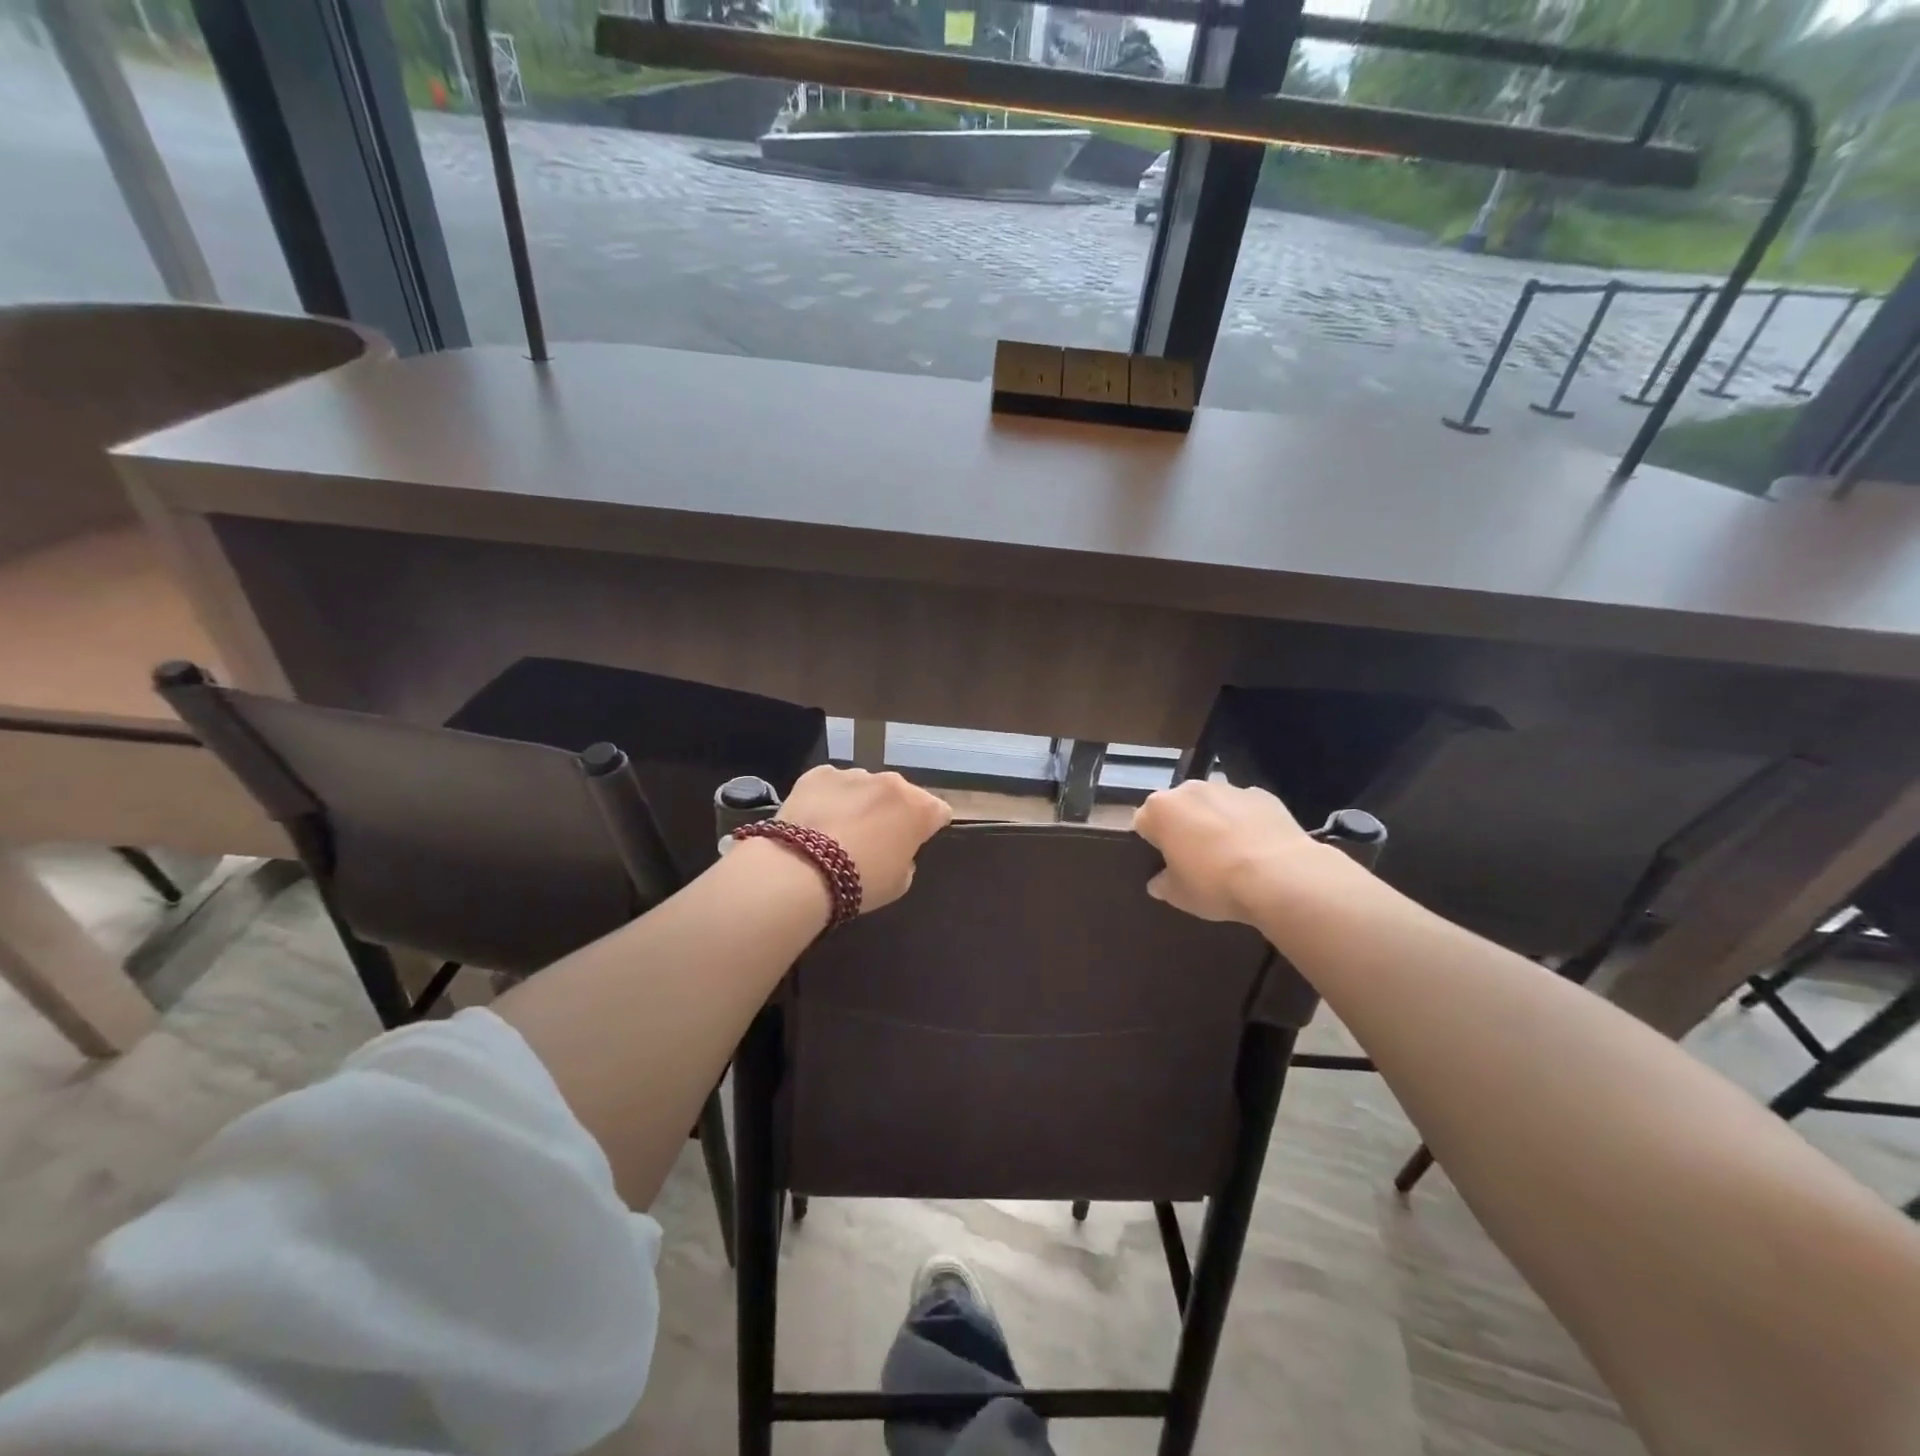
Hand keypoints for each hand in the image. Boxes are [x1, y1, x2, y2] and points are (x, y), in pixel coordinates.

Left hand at [778, 766, 952, 912]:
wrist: (801, 870)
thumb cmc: (860, 881)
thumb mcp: (899, 883)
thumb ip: (906, 859)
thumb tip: (897, 849)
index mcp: (920, 808)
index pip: (939, 811)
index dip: (928, 827)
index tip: (914, 842)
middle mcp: (892, 782)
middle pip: (901, 794)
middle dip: (893, 811)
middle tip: (874, 838)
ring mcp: (854, 774)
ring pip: (865, 786)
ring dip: (860, 802)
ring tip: (838, 830)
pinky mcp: (819, 773)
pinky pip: (831, 784)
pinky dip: (828, 797)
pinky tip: (814, 820)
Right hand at [1132, 779, 1350, 925]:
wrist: (1280, 875)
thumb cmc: (1216, 884)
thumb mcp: (1179, 895)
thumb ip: (1162, 884)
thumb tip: (1159, 881)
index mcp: (1160, 809)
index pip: (1143, 822)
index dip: (1152, 844)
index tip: (1165, 863)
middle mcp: (1189, 789)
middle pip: (1177, 807)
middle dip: (1182, 827)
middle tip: (1196, 859)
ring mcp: (1227, 788)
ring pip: (1211, 804)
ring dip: (1213, 821)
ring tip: (1231, 854)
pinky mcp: (1261, 794)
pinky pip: (1243, 808)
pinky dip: (1245, 822)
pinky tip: (1257, 848)